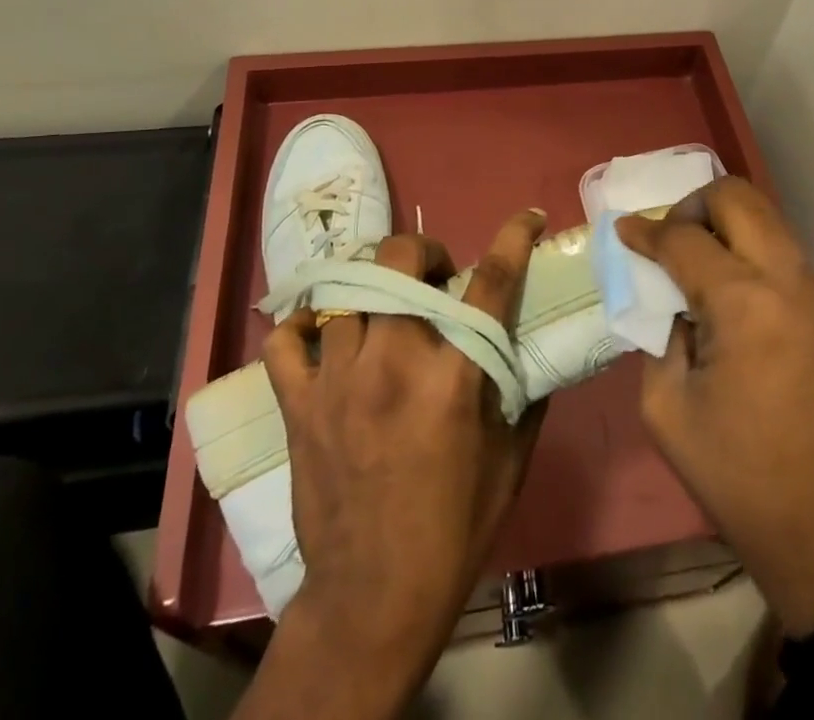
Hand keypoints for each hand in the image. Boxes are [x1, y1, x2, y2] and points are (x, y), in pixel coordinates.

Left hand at [252, 213, 548, 713]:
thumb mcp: (511, 458)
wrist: (375, 596)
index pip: (491, 283)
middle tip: (435, 277)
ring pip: (346, 287)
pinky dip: (302, 323)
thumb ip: (524, 389)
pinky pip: (285, 339)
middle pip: (400, 261)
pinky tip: (324, 329)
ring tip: (384, 303)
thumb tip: (528, 339)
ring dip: (373, 283)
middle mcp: (392, 362)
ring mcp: (338, 379)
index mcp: (453, 377)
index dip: (514, 239)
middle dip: (424, 253)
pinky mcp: (299, 403)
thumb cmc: (455, 526)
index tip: (528, 218)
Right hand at [618, 179, 813, 634]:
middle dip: (695, 205)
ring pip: (771, 222)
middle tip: (673, 238)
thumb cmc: (739, 477)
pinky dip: (759, 262)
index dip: (646, 230)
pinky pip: (792, 262)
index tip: (625, 230)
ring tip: (705, 269)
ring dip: (730, 229)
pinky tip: (745, 308)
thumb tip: (666, 298)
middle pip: (738, 197)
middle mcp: (790, 280)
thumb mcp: (666, 407)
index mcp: (743, 302)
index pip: (683, 237)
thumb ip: (657, 334)